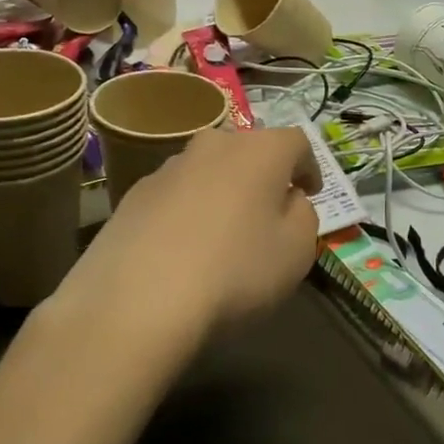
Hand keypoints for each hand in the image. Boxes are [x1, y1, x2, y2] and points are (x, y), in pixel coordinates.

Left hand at [63, 127, 322, 336]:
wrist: (137, 300)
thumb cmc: (235, 271)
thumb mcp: (297, 251)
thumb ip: (303, 216)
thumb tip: (289, 201)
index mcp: (261, 151)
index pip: (297, 142)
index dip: (309, 167)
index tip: (310, 193)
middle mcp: (214, 145)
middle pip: (248, 150)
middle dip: (264, 176)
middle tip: (269, 211)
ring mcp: (168, 168)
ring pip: (209, 171)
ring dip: (223, 192)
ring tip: (224, 233)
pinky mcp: (133, 195)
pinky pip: (176, 196)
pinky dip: (188, 212)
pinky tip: (184, 249)